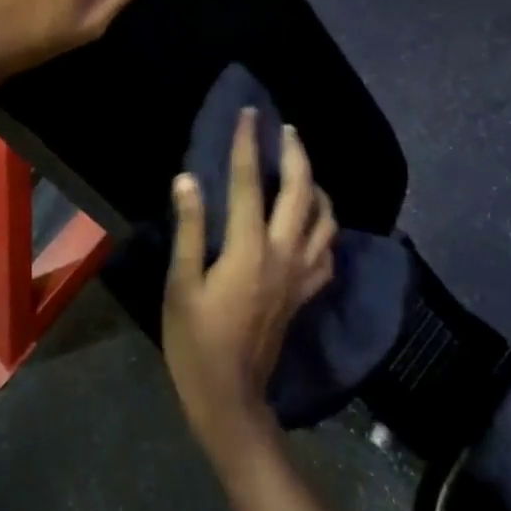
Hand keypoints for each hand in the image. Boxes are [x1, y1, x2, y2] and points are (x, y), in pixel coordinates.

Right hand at [163, 110, 338, 458]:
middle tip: (286, 129)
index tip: (250, 115)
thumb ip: (190, 229)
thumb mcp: (181, 284)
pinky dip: (326, 227)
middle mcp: (284, 255)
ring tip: (303, 169)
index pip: (251, 184)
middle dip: (296, 154)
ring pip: (325, 219)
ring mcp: (301, 275)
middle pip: (302, 192)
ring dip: (317, 186)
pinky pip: (328, 252)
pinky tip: (314, 222)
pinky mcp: (307, 293)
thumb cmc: (196, 339)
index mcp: (249, 249)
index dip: (249, 145)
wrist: (231, 395)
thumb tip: (188, 179)